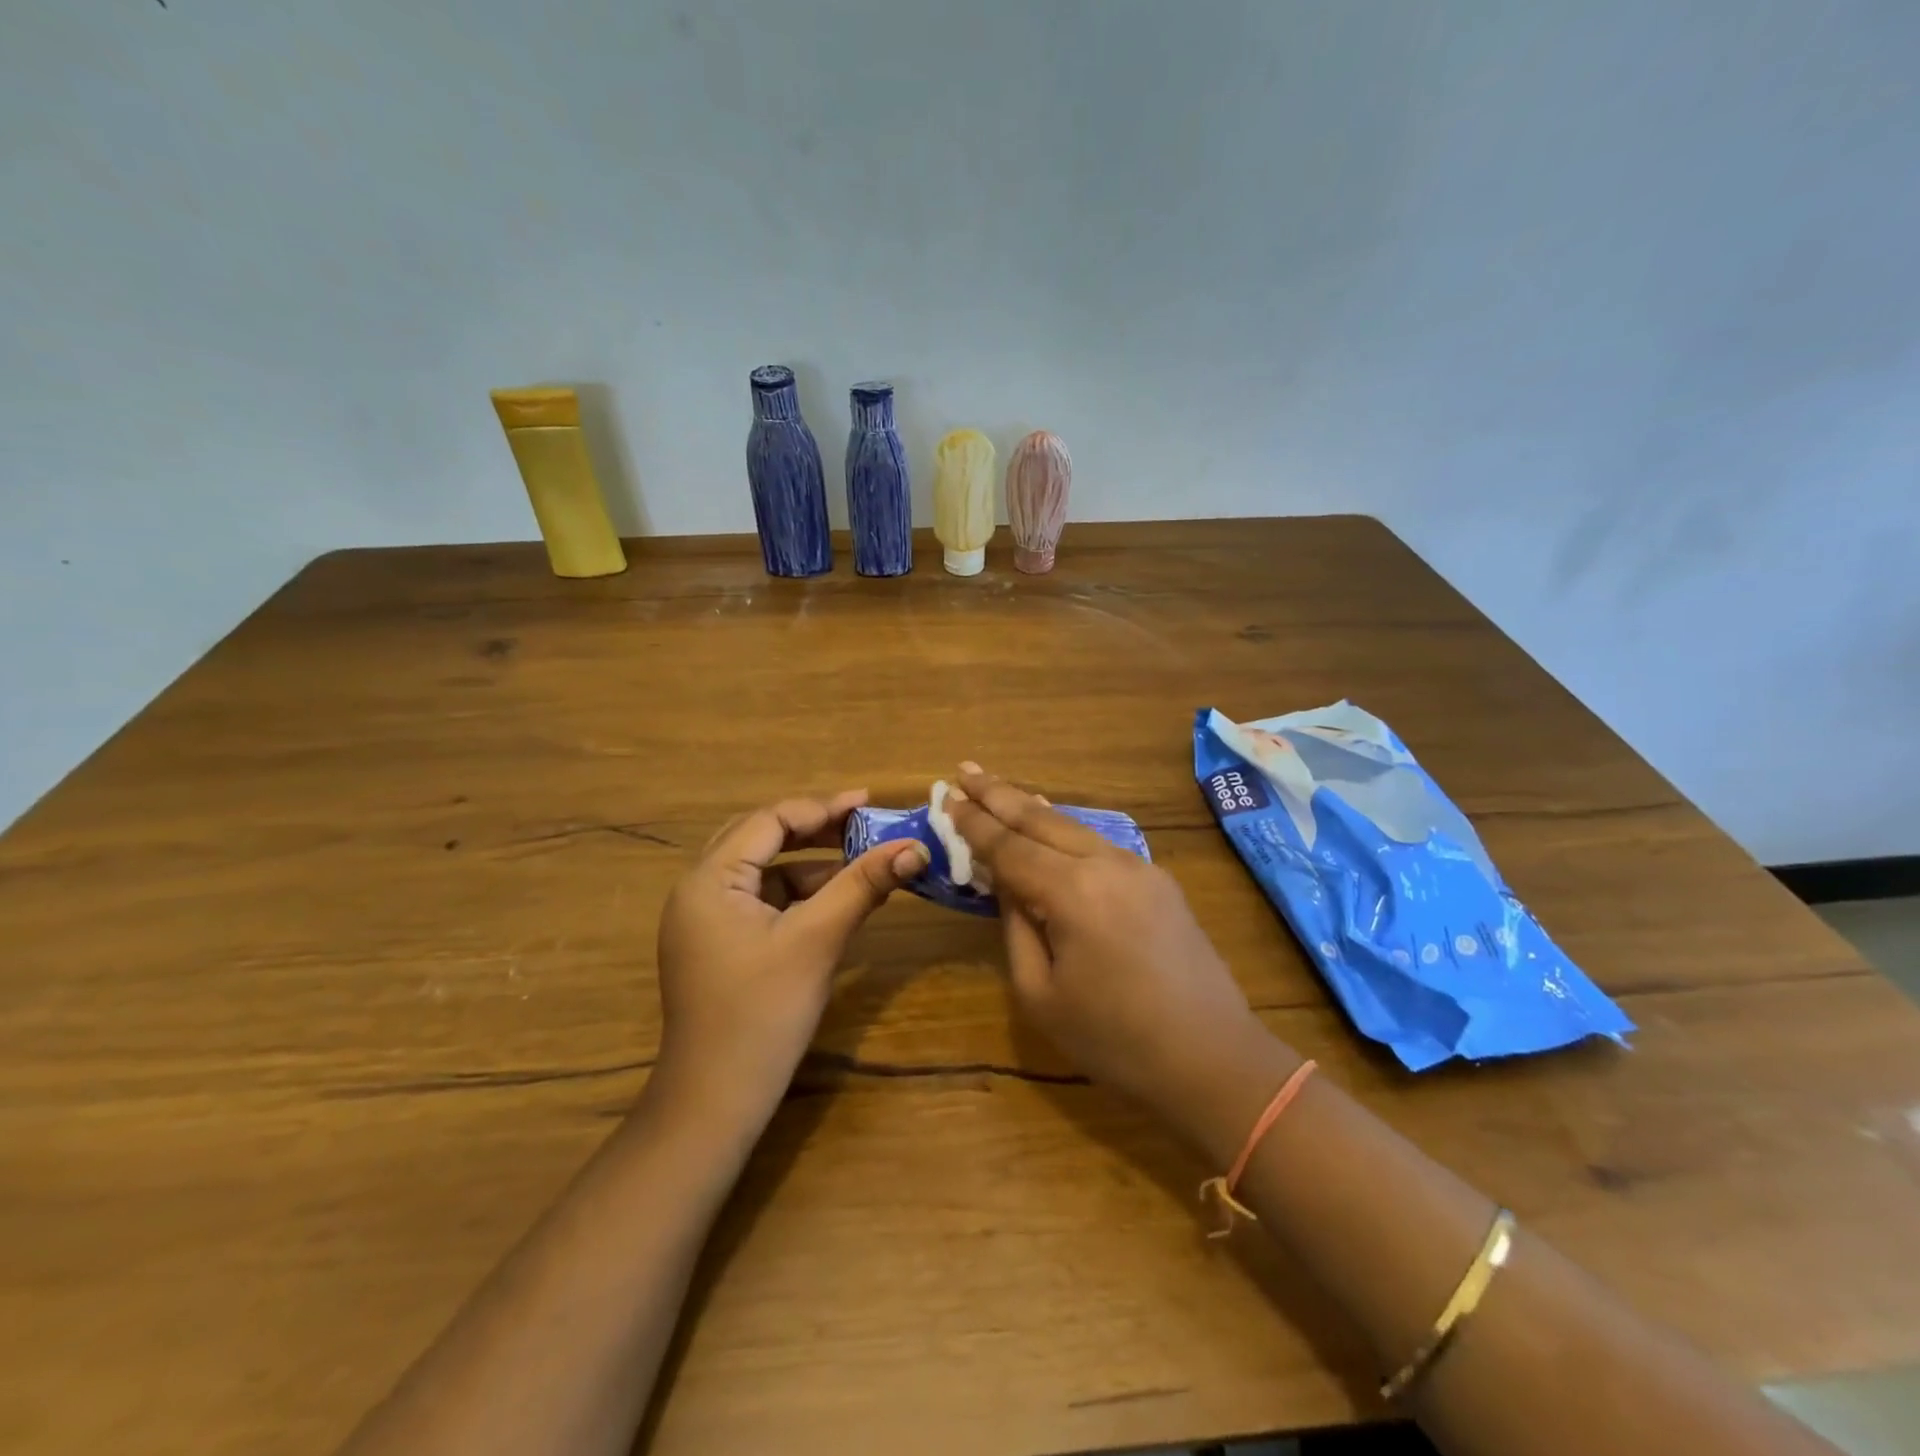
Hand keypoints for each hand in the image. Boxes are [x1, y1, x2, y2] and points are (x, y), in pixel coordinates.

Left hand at [653, 791, 928, 1128]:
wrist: (715, 1102)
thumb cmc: (762, 1014)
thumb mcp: (817, 941)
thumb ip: (862, 885)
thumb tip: (915, 847)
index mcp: (709, 880)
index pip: (769, 821)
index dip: (821, 808)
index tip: (869, 803)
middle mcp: (698, 890)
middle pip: (761, 838)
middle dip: (815, 829)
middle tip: (864, 823)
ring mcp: (705, 919)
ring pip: (762, 870)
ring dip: (809, 862)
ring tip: (859, 859)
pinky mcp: (718, 944)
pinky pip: (759, 899)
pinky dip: (796, 893)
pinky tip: (833, 900)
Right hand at [946, 766, 1289, 1154]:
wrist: (1212, 1058)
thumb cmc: (1114, 1039)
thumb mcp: (1041, 994)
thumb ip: (1016, 928)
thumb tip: (1006, 884)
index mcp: (1072, 891)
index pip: (1009, 846)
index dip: (974, 823)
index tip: (947, 797)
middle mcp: (1107, 863)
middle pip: (1041, 820)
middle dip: (999, 794)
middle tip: (964, 770)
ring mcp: (1139, 867)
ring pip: (1073, 827)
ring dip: (1032, 807)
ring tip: (998, 788)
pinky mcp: (1158, 881)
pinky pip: (1099, 844)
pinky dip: (1065, 831)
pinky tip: (1050, 825)